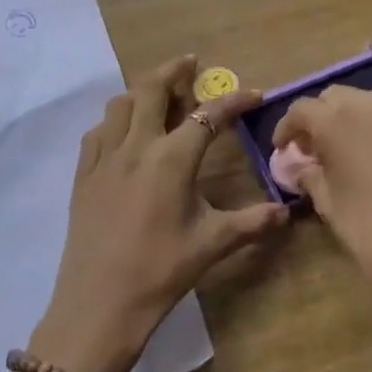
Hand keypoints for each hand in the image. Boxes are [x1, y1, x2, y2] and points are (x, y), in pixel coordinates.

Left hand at [31, 55, 288, 371]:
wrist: (98, 307)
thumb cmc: (160, 272)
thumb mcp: (212, 245)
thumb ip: (252, 222)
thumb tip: (287, 212)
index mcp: (171, 159)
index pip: (208, 116)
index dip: (234, 101)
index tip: (255, 94)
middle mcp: (136, 146)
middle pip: (152, 88)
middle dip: (174, 70)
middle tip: (191, 65)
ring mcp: (104, 158)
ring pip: (120, 104)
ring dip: (141, 91)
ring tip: (159, 97)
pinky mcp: (83, 175)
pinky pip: (97, 132)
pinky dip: (114, 121)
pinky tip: (123, 135)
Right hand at [271, 86, 371, 335]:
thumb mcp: (332, 206)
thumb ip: (311, 176)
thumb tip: (300, 167)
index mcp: (339, 118)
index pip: (302, 110)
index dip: (288, 130)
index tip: (282, 151)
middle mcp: (371, 103)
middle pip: (334, 100)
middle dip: (319, 121)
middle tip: (310, 153)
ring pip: (364, 105)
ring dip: (347, 122)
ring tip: (341, 157)